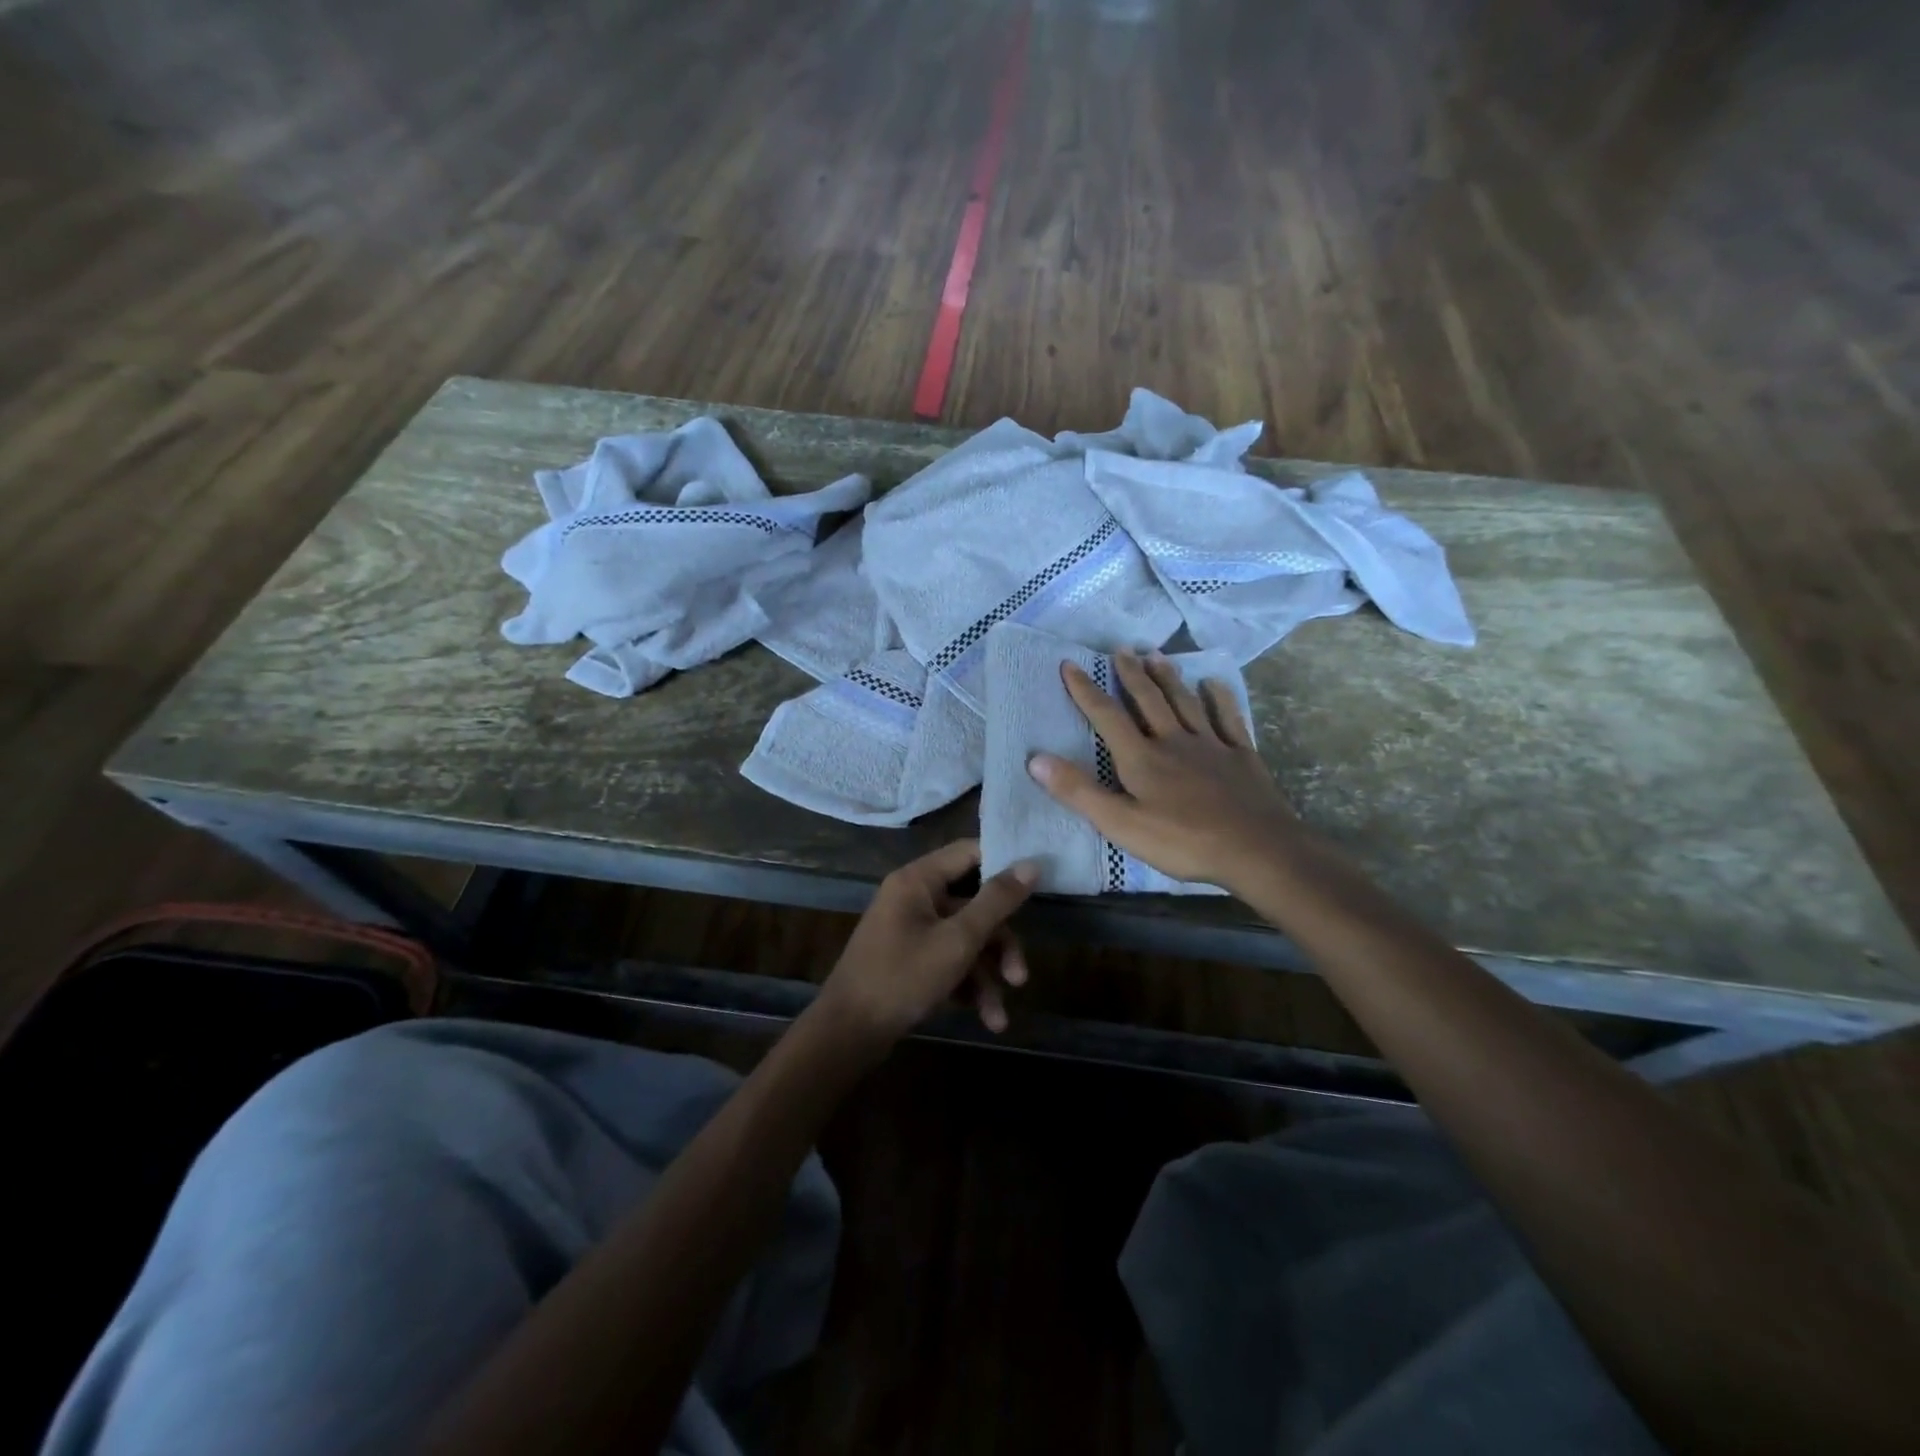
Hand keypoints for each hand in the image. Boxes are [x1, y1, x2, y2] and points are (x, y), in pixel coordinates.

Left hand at [816, 840, 1037, 1046]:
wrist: (847, 1035)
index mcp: (918, 880)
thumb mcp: (958, 940)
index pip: (970, 853)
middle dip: (999, 945)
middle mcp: (913, 897)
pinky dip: (966, 986)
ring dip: (986, 976)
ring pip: (964, 939)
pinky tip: (983, 1018)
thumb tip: (1032, 863)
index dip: (1006, 864)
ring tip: (999, 1017)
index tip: (1040, 882)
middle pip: (973, 905)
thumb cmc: (902, 977)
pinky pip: (947, 960)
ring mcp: (910, 929)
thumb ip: (996, 901)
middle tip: (1020, 977)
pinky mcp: (909, 959)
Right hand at [1028, 652, 1300, 890]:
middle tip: (1121, 649)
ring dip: (1168, 678)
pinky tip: (1214, 684)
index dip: (1085, 690)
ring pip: (1185, 703)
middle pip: (1149, 700)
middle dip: (1131, 674)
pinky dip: (1219, 698)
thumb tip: (1035, 759)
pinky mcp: (1241, 756)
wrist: (1257, 850)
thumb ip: (1079, 791)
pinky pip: (1228, 719)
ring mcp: (1211, 746)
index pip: (1107, 716)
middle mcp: (1173, 741)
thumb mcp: (1120, 824)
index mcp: (1142, 758)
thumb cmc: (1183, 841)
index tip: (1069, 664)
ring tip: (1156, 655)